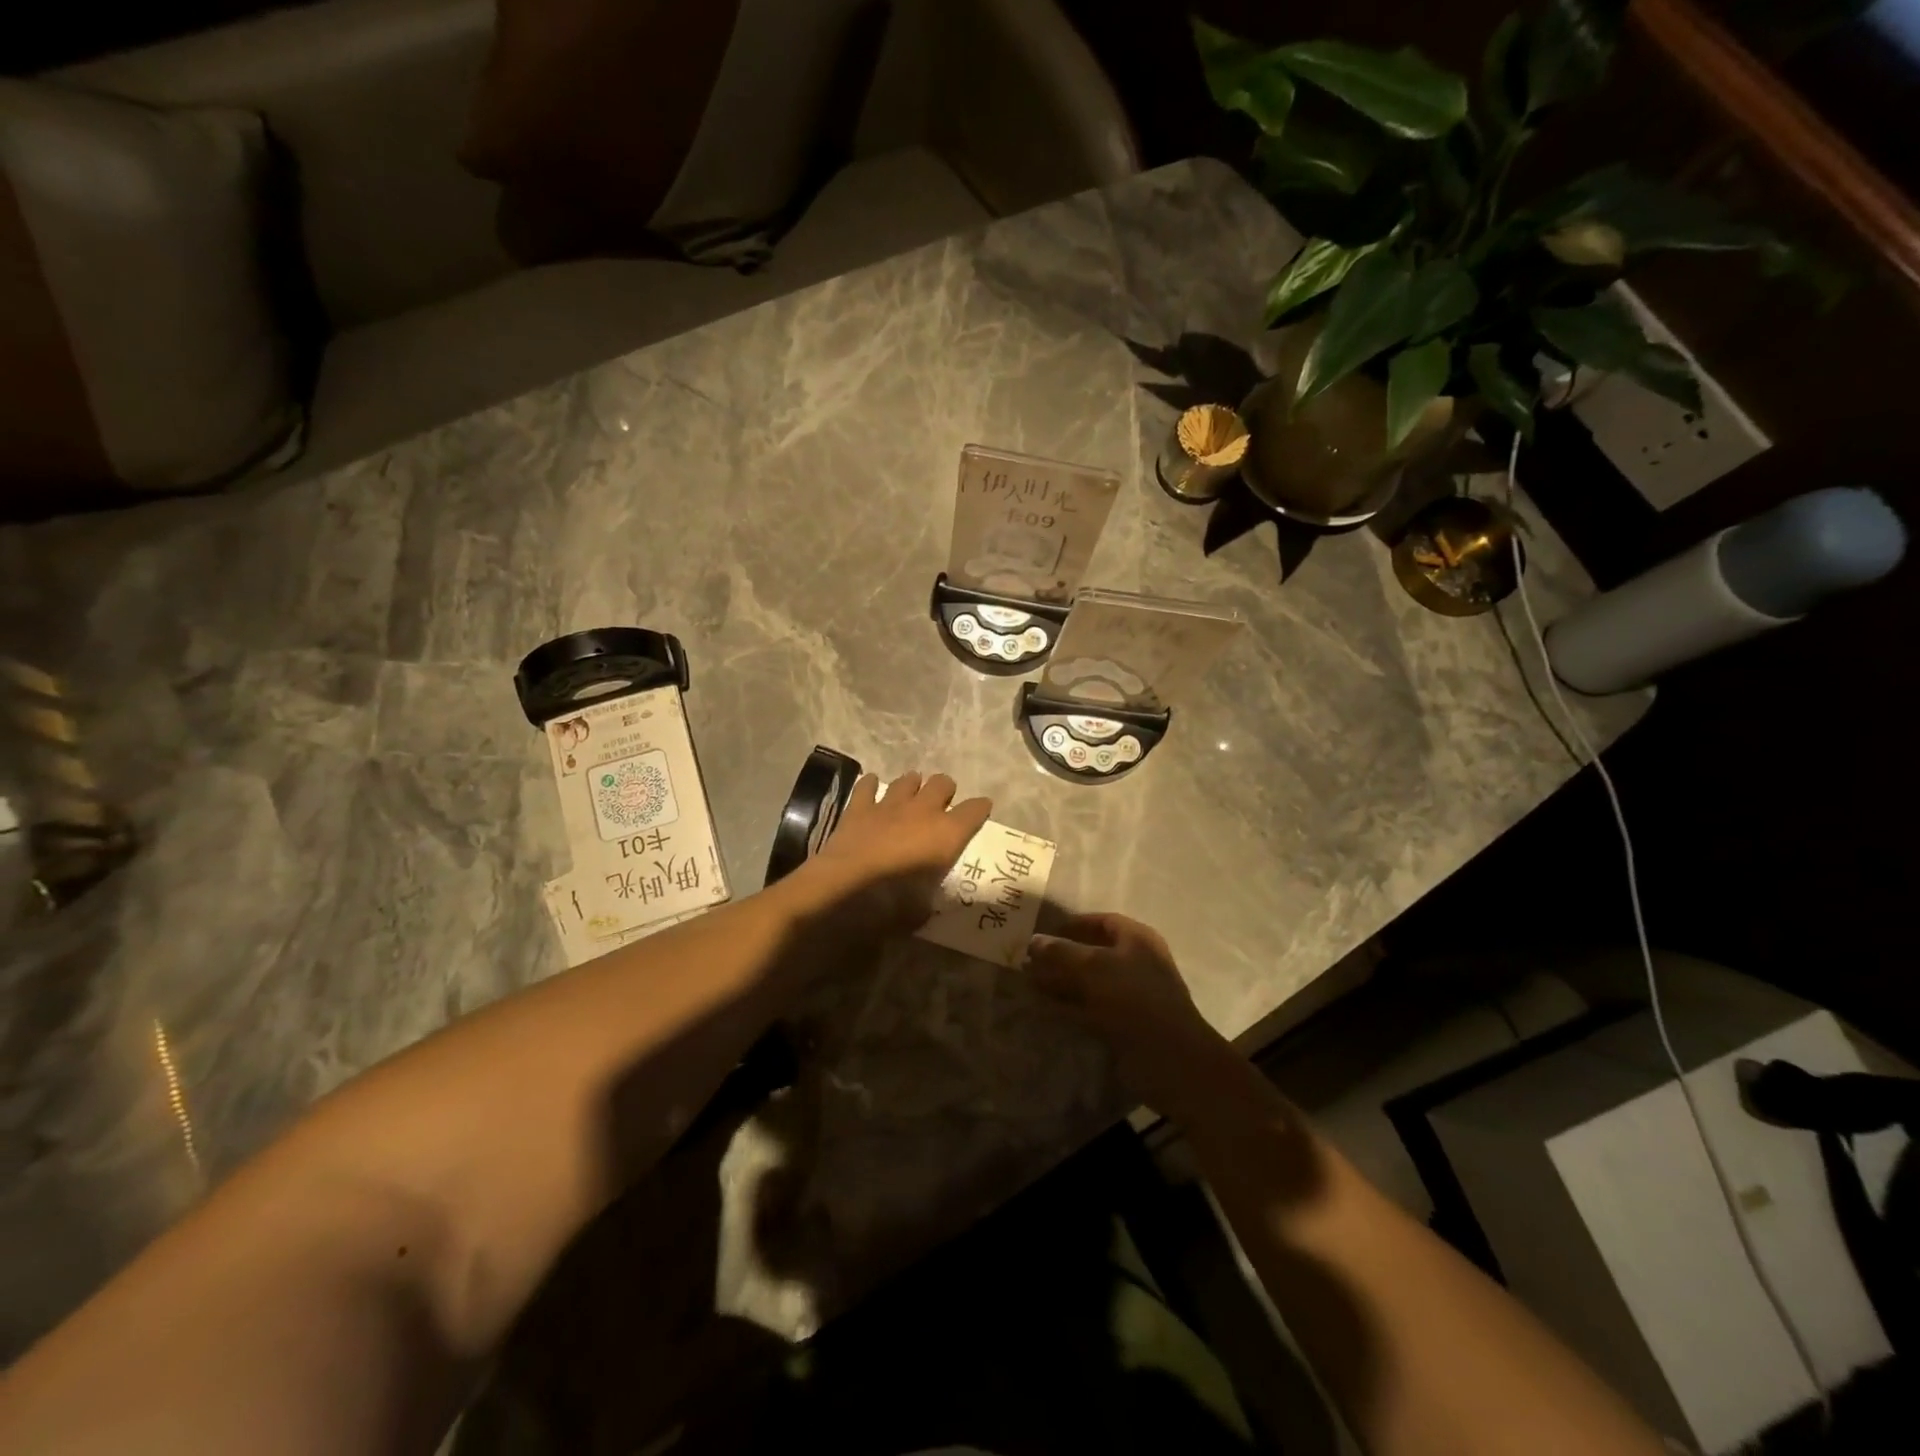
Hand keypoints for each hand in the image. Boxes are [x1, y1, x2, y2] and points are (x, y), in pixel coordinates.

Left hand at [797, 771, 991, 936]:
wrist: (844, 886)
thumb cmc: (891, 902)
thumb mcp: (920, 910)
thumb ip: (927, 899)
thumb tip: (923, 904)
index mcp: (947, 834)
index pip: (975, 810)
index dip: (980, 809)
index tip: (981, 811)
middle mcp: (923, 810)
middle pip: (943, 783)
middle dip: (945, 791)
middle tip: (941, 806)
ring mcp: (890, 804)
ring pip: (909, 779)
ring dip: (913, 786)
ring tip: (910, 796)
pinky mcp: (860, 807)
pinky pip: (868, 785)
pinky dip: (871, 785)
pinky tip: (872, 788)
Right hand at [1026, 913, 1226, 1113]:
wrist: (1170, 1059)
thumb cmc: (1134, 999)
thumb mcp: (1094, 968)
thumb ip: (1062, 953)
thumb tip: (1033, 941)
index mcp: (1137, 940)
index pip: (1102, 922)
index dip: (1073, 925)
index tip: (1043, 933)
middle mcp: (1135, 963)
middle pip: (1092, 953)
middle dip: (1061, 956)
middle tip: (1028, 961)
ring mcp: (1129, 996)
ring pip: (1088, 983)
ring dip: (1060, 982)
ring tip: (1028, 983)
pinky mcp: (1122, 1024)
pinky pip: (1090, 1008)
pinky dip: (1068, 1006)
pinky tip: (1043, 1007)